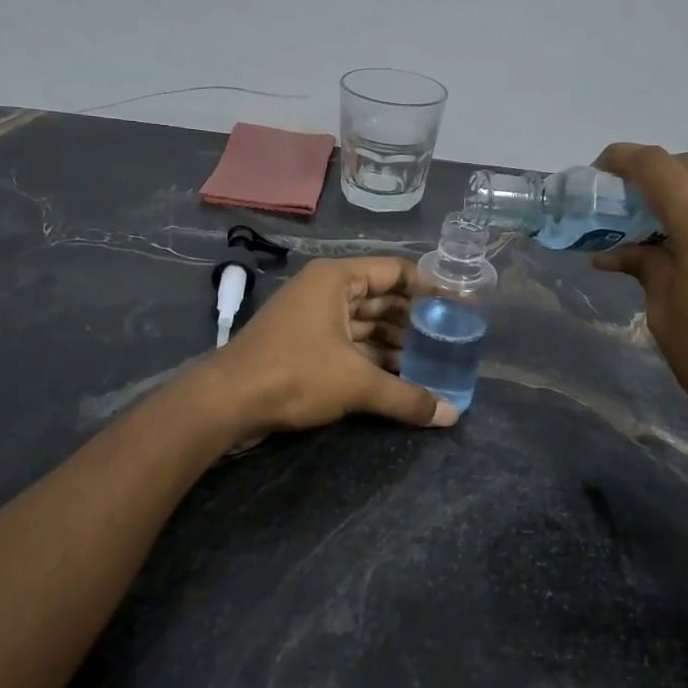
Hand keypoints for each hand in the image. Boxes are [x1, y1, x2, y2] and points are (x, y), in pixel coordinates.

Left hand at [209, 256, 459, 434]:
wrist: (227, 402)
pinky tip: (400, 377)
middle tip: (451, 339)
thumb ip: (407, 397)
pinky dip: (374, 357)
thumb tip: (452, 416)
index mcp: (337, 279)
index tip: (460, 306)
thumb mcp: (357, 384)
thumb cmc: (295, 374)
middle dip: (415, 320)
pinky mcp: (304, 345)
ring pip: (366, 324)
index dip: (430, 287)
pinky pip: (350, 343)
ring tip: (433, 363)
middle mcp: (326, 291)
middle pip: (383, 298)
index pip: (397, 271)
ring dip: (396, 343)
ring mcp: (313, 318)